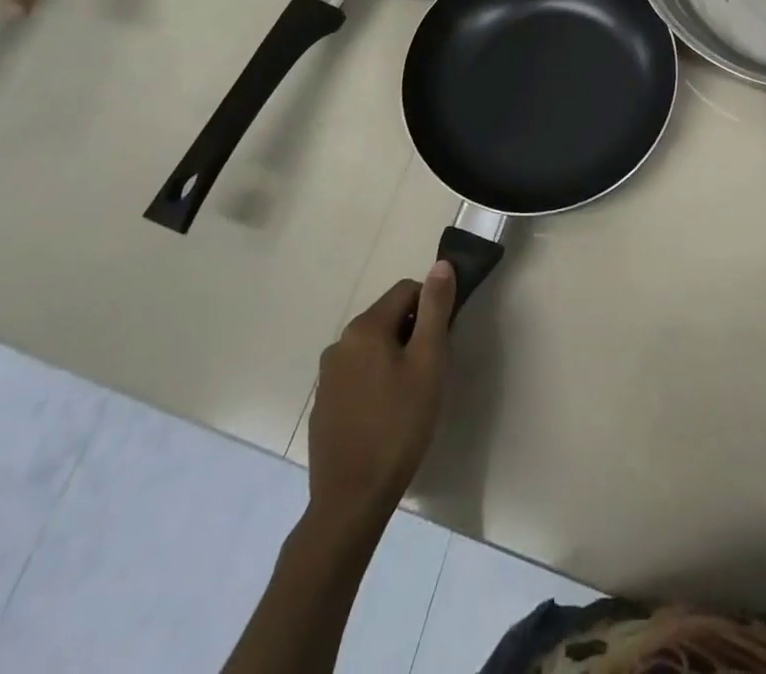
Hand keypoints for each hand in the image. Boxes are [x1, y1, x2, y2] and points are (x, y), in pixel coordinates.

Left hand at [307, 264, 455, 529]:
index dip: (431, 308)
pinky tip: (386, 416)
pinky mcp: (323, 404)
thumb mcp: (428, 362)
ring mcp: (327, 375)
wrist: (351, 500)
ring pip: (372, 347)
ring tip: (410, 396)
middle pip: (388, 317)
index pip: (407, 290)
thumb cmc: (398, 426)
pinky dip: (375, 381)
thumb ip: (435, 308)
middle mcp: (340, 343)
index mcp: (365, 327)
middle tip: (430, 371)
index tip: (442, 342)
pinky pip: (357, 375)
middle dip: (413, 333)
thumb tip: (441, 265)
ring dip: (394, 357)